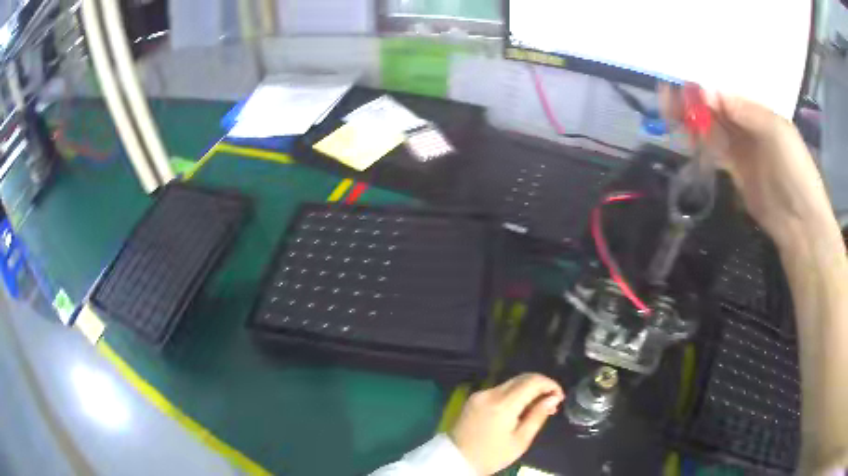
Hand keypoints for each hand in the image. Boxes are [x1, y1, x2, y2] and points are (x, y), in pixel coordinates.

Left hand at [449, 373, 564, 474]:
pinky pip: (499, 390)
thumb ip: (538, 416)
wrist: (455, 460)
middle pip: (522, 378)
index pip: (532, 381)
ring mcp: (480, 394)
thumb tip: (553, 398)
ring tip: (537, 408)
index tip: (559, 397)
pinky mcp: (473, 398)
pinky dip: (513, 395)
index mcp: (503, 404)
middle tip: (551, 403)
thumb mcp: (520, 440)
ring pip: (511, 383)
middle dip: (540, 386)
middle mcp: (490, 393)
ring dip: (527, 390)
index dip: (550, 384)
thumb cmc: (491, 455)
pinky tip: (519, 409)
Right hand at [659, 85, 834, 248]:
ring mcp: (741, 146)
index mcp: (759, 106)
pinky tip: (684, 133)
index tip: (682, 76)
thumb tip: (706, 91)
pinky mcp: (734, 169)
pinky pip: (713, 149)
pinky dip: (698, 141)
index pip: (727, 87)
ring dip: (691, 117)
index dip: (706, 80)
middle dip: (693, 97)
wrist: (798, 220)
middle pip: (716, 104)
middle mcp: (747, 122)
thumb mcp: (775, 130)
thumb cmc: (794, 168)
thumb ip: (743, 109)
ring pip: (711, 125)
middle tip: (667, 92)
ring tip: (668, 109)